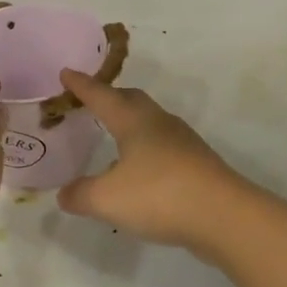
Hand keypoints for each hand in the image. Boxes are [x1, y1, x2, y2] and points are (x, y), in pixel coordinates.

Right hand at [56, 69, 248, 250]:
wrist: (222, 213)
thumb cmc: (159, 195)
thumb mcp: (108, 199)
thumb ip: (81, 195)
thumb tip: (64, 193)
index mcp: (134, 121)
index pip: (102, 96)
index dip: (82, 85)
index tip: (67, 72)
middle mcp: (159, 122)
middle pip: (131, 100)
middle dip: (109, 97)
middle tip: (91, 100)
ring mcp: (182, 140)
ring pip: (149, 121)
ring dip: (129, 122)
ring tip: (114, 134)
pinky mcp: (195, 162)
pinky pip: (162, 144)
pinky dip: (145, 147)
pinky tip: (140, 169)